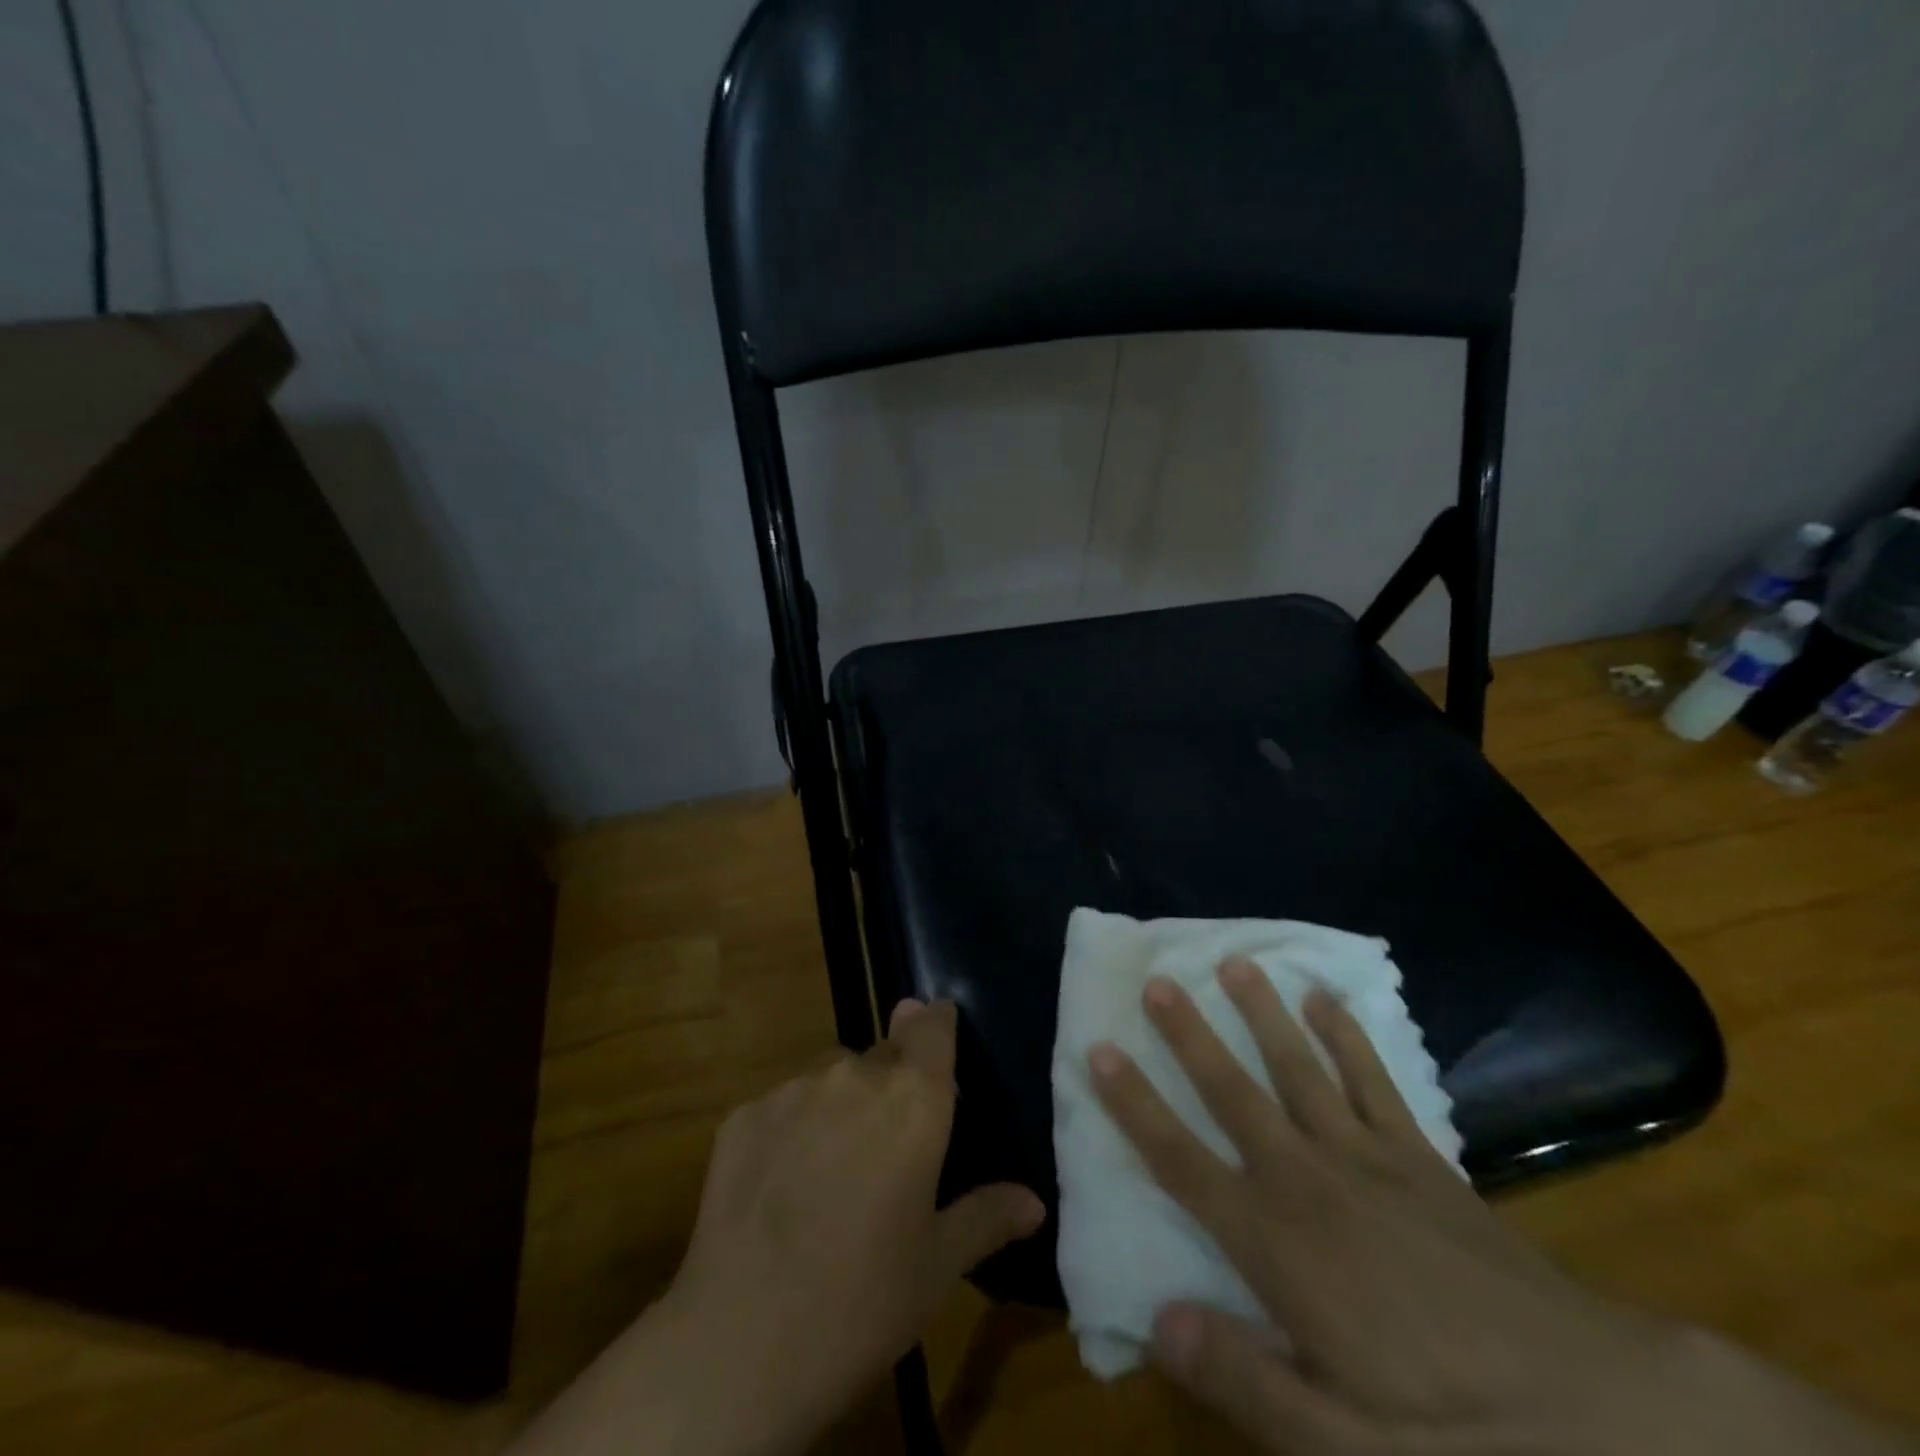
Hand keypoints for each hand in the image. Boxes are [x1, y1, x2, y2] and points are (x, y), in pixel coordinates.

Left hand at [513, 998, 1044, 1455]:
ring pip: (831, 1077)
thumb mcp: (937, 1267)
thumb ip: (987, 1217)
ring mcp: (792, 1090)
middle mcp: (854, 1075)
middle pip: (884, 1053)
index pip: (932, 1025)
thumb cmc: (862, 1303)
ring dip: (842, 1104)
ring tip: (834, 1170)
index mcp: (913, 1100)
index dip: (936, 1022)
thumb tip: (1033, 1202)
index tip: (939, 1028)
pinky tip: (783, 1188)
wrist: (740, 1345)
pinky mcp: (743, 1115)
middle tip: (890, 1143)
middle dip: (893, 1083)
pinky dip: (792, 1130)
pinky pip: (783, 1106)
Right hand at [1090, 960, 1914, 1455]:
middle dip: (1189, 1036)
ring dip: (1261, 1014)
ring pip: (1298, 1068)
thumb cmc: (1459, 1432)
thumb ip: (1248, 1383)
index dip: (1135, 1105)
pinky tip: (1325, 998)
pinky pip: (1373, 1080)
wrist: (1604, 1416)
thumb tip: (1157, 1318)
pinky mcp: (1421, 1158)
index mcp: (1279, 1244)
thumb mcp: (1347, 1449)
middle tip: (1158, 981)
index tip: (1099, 1050)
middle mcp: (1310, 1181)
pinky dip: (1346, 1035)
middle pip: (1234, 1093)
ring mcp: (1368, 1159)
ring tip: (1233, 963)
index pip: (1183, 1161)